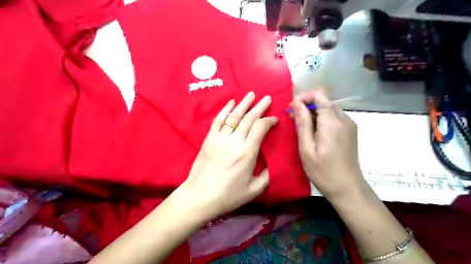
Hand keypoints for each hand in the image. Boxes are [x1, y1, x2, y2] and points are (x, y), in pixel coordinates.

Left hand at [181, 92, 276, 219]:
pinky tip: (231, 102)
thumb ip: (267, 175)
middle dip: (260, 107)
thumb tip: (273, 162)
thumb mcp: (254, 190)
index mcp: (247, 153)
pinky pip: (218, 120)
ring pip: (234, 116)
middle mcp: (234, 141)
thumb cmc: (228, 195)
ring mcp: (220, 138)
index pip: (260, 128)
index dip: (269, 121)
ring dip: (244, 104)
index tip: (274, 119)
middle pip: (249, 118)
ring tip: (252, 94)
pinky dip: (225, 109)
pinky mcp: (209, 139)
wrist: (200, 196)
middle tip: (267, 98)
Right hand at [293, 90, 365, 200]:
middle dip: (307, 105)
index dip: (304, 97)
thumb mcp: (306, 148)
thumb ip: (302, 123)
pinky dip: (322, 119)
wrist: (347, 188)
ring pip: (329, 109)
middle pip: (324, 101)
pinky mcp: (351, 131)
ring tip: (302, 127)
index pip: (319, 95)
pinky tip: (315, 133)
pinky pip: (335, 117)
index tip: (292, 109)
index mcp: (332, 122)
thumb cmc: (323, 171)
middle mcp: (344, 119)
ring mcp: (350, 125)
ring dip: (314, 113)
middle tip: (293, 120)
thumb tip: (296, 103)